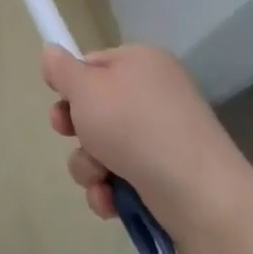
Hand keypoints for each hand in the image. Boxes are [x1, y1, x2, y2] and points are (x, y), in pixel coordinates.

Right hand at [41, 43, 252, 240]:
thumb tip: (51, 52)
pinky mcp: (169, 176)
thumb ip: (62, 69)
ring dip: (90, 165)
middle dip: (76, 129)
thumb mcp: (86, 89)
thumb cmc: (135, 128)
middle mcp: (156, 94)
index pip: (93, 64)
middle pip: (96, 107)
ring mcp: (165, 137)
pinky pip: (124, 175)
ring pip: (104, 146)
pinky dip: (111, 189)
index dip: (71, 84)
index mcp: (142, 62)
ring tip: (99, 179)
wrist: (201, 196)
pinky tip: (111, 201)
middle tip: (69, 135)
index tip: (58, 101)